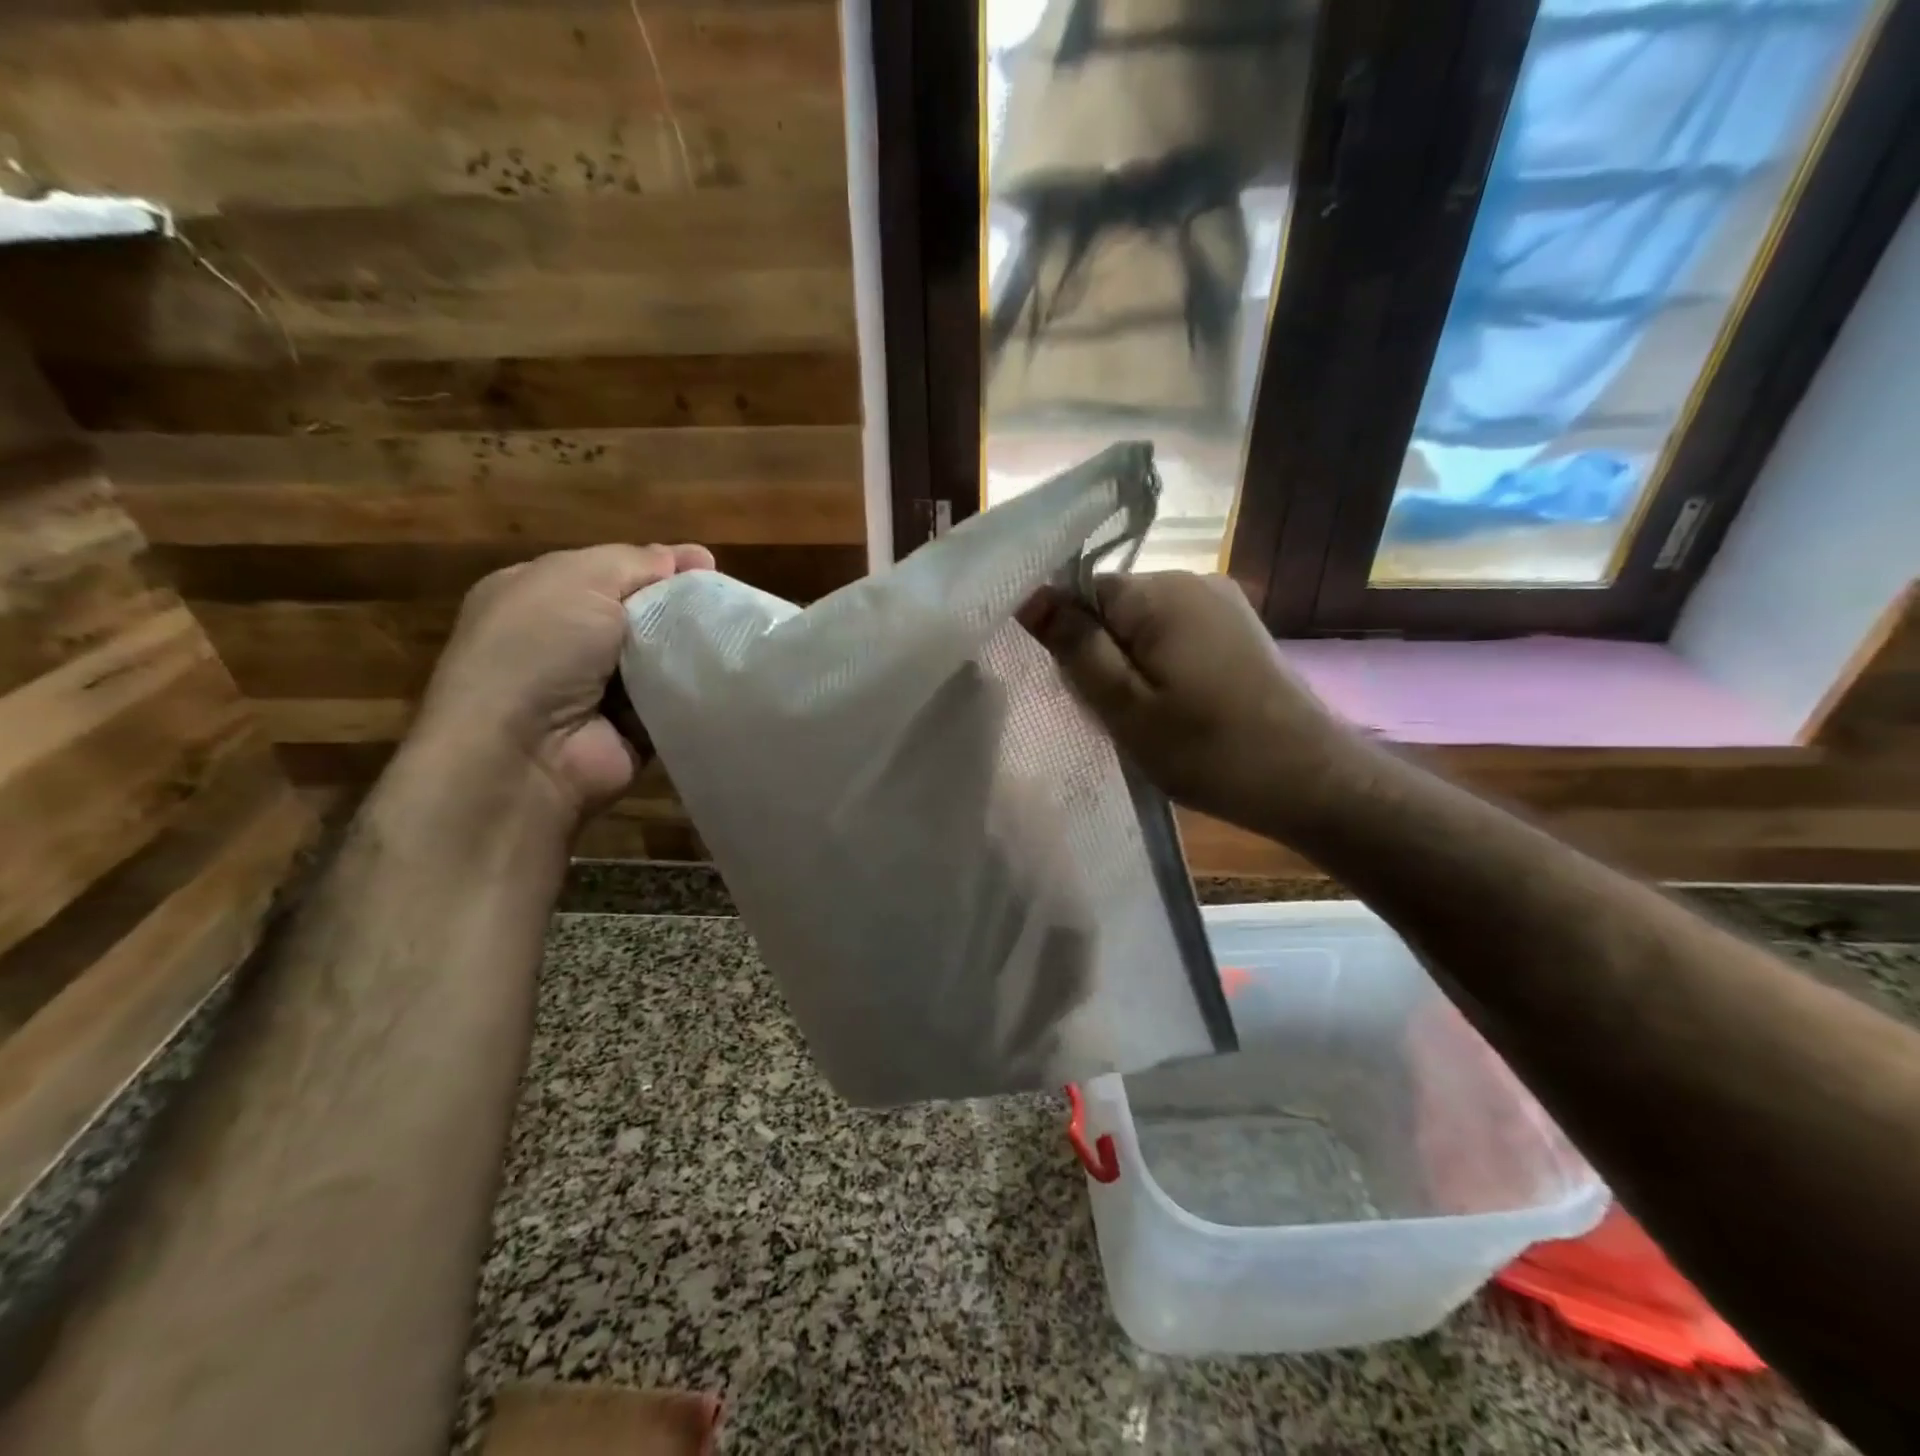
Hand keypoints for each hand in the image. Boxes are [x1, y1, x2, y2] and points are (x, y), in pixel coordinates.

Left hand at [405, 544, 713, 831]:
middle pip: (644, 613)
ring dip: (693, 650)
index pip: (614, 571)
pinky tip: (723, 680)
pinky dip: (694, 693)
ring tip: (735, 640)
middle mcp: (569, 642)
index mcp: (543, 596)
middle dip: (684, 606)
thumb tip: (684, 557)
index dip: (660, 565)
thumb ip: (633, 562)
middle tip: (729, 604)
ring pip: (664, 657)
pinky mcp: (633, 731)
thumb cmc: (538, 649)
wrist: (524, 753)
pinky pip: (675, 702)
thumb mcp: (577, 579)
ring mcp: (601, 691)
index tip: (707, 565)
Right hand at [1021, 571, 1361, 830]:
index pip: (1082, 592)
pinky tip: (1179, 707)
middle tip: (1114, 713)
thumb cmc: (1208, 749)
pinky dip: (1163, 666)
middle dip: (1102, 654)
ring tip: (1149, 716)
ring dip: (1133, 664)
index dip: (1070, 638)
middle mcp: (1193, 581)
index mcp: (1160, 593)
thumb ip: (1075, 646)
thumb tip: (1030, 596)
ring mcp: (1222, 603)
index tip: (1080, 688)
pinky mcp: (1239, 629)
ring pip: (1144, 624)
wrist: (1310, 780)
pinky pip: (1177, 634)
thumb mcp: (1125, 706)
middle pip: (1114, 607)